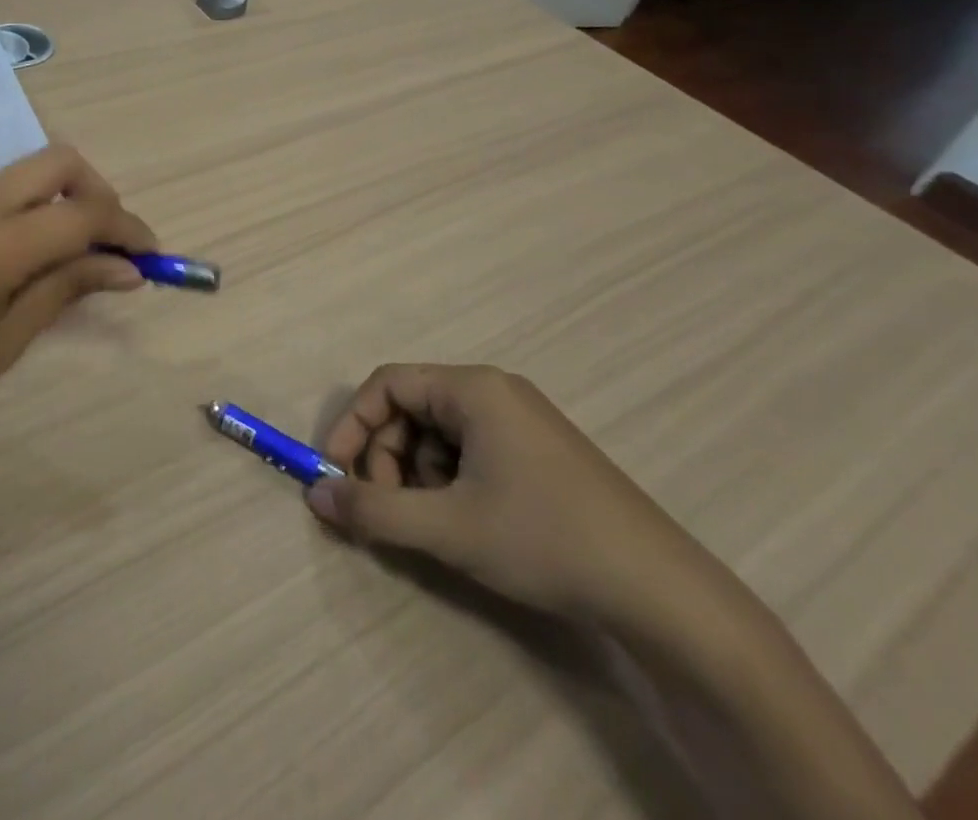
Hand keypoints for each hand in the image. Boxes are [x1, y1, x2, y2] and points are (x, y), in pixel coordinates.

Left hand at [0, 145, 155, 462]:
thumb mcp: (2, 344)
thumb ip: (65, 290)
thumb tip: (126, 269)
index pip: (83, 214)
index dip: (126, 228)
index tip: (148, 253)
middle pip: (56, 161)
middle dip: (95, 191)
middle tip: (104, 238)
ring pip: (12, 181)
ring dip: (42, 210)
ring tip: (34, 268)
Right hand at [308, 364, 703, 627]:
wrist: (662, 594)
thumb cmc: (545, 540)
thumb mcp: (449, 528)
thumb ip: (375, 510)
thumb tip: (315, 497)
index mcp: (473, 388)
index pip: (388, 384)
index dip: (353, 424)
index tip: (336, 472)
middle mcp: (495, 391)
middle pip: (413, 408)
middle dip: (388, 457)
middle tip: (389, 509)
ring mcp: (521, 420)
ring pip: (440, 434)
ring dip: (419, 474)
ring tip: (435, 523)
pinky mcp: (539, 452)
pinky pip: (472, 450)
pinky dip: (452, 481)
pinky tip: (469, 523)